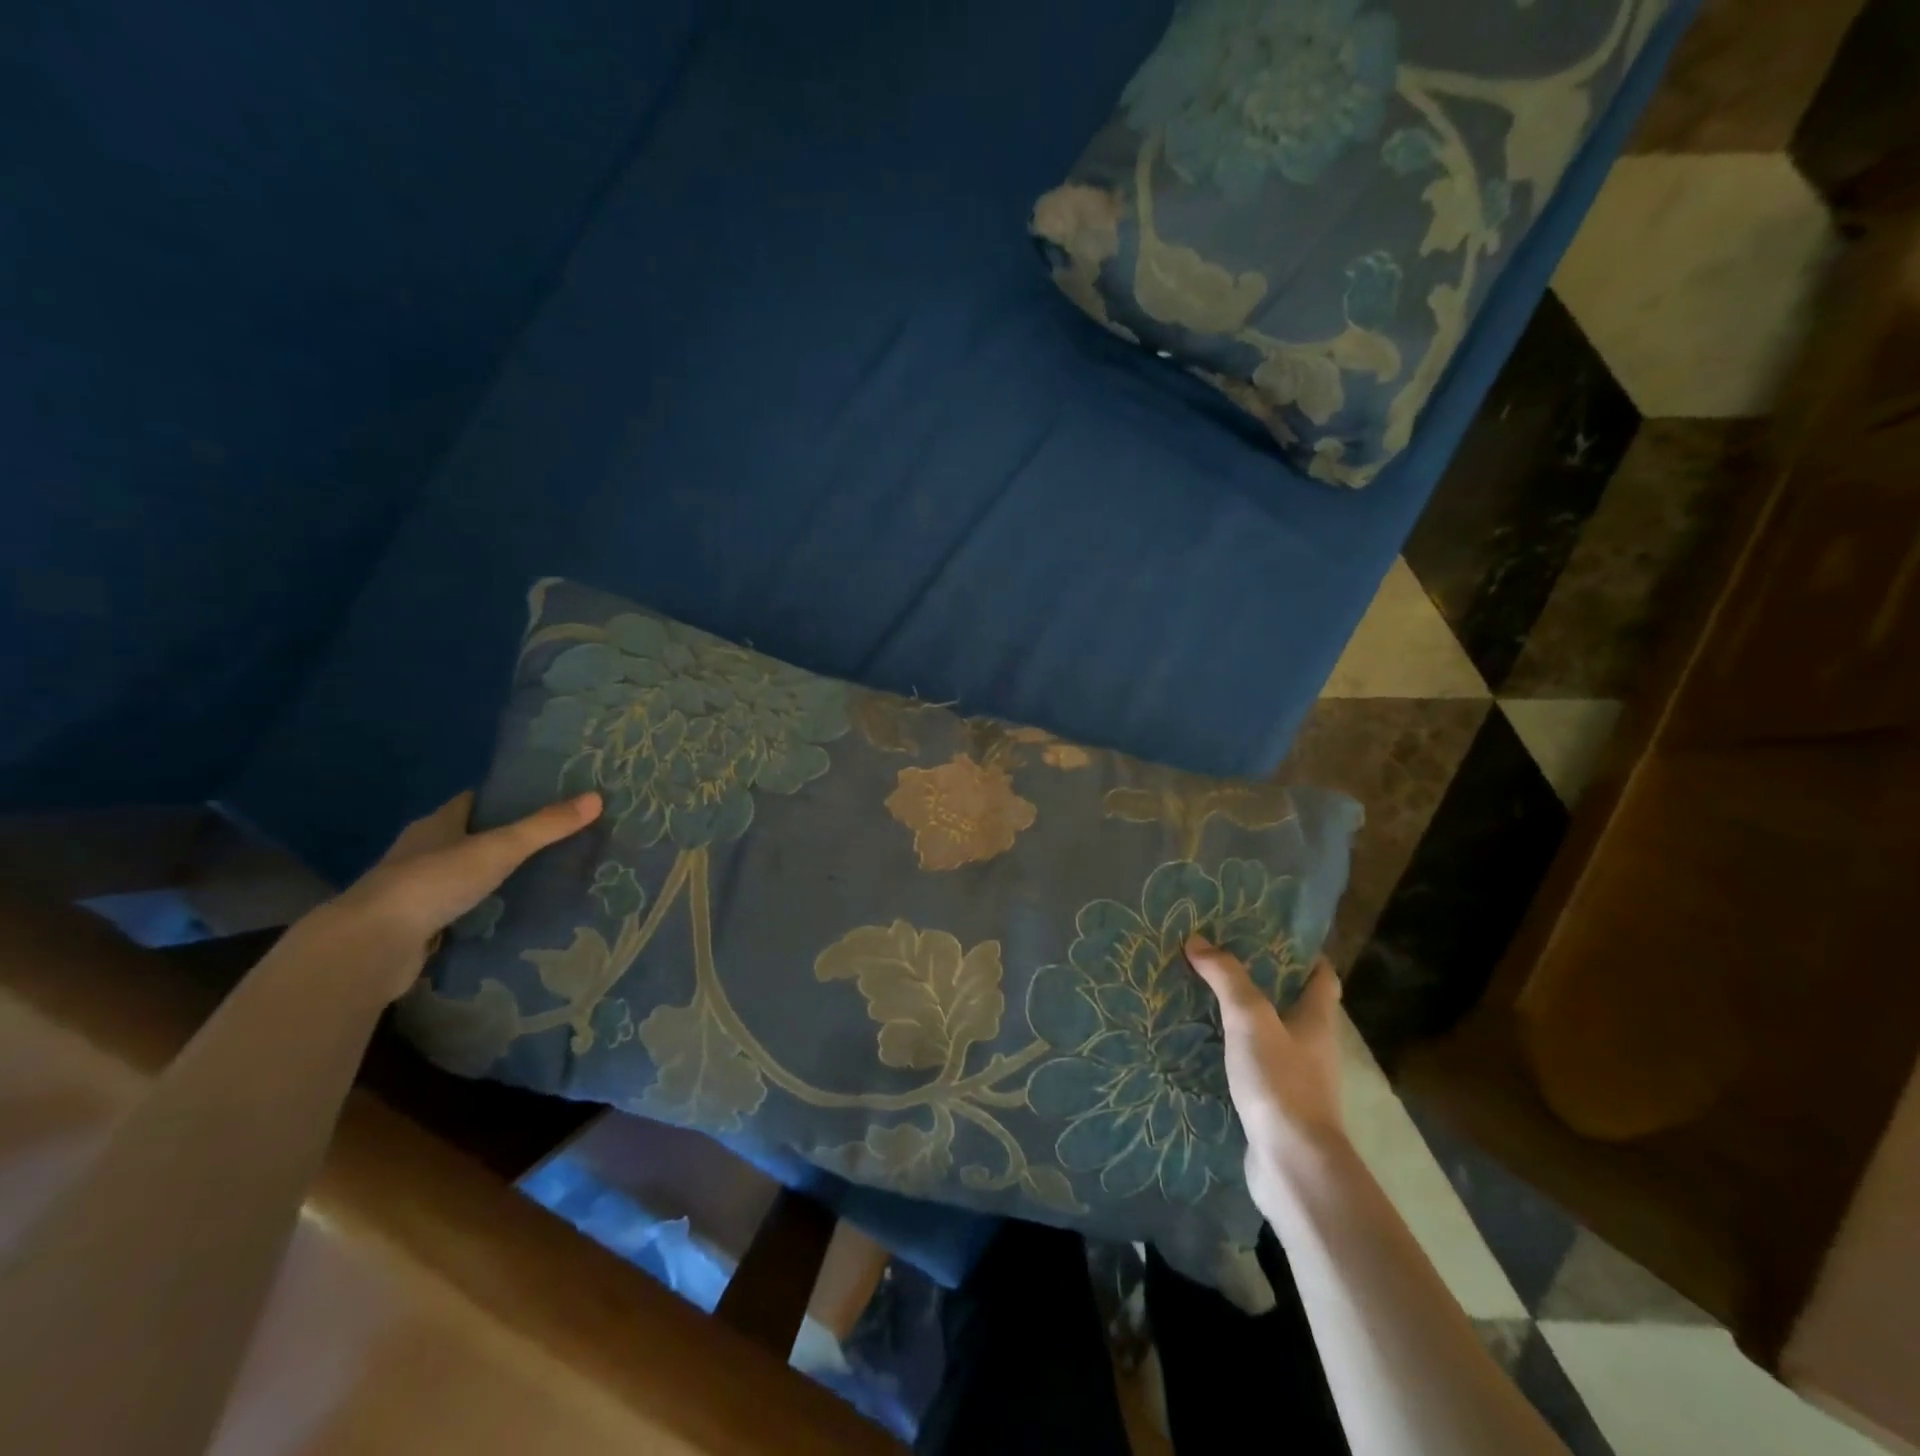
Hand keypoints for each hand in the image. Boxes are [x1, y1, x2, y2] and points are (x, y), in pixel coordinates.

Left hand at [314, 790, 601, 1000]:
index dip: (505, 797)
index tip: (542, 798)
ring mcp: (414, 891)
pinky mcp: (415, 926)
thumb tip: (597, 797)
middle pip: (467, 836)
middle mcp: (420, 852)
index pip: (473, 801)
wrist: (370, 947)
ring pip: (460, 874)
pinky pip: (456, 909)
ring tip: (538, 877)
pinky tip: (507, 915)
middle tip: (551, 839)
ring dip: (489, 876)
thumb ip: (545, 826)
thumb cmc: (432, 883)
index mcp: (436, 824)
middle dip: (503, 837)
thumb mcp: (498, 849)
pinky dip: (479, 909)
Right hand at [1185, 935, 1345, 1216]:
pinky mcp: (1274, 1106)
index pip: (1322, 977)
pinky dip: (1231, 1053)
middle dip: (1261, 982)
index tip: (1271, 935)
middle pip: (1292, 1004)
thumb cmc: (1281, 1083)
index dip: (1304, 954)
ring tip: (1202, 998)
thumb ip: (1226, 978)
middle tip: (1220, 960)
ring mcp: (1295, 1080)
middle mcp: (1312, 1047)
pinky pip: (1252, 1068)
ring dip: (1242, 1019)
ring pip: (1269, 1036)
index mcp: (1317, 1021)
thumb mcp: (1250, 1019)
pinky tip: (1201, 1046)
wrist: (1292, 1165)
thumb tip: (1197, 940)